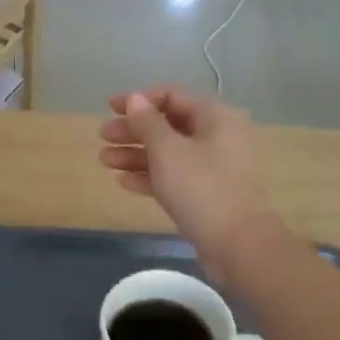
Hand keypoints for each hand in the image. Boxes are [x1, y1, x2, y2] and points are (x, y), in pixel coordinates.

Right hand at [98, 86, 275, 270]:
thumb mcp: (168, 150)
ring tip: (104, 160)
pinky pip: (172, 176)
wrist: (236, 242)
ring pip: (167, 153)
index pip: (172, 96)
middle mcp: (216, 136)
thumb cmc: (201, 187)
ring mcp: (211, 166)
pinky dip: (149, 175)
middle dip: (133, 130)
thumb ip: (147, 122)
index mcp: (214, 116)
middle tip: (103, 136)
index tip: (110, 108)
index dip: (139, 100)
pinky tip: (122, 181)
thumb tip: (135, 99)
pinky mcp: (204, 193)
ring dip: (135, 154)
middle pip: (168, 125)